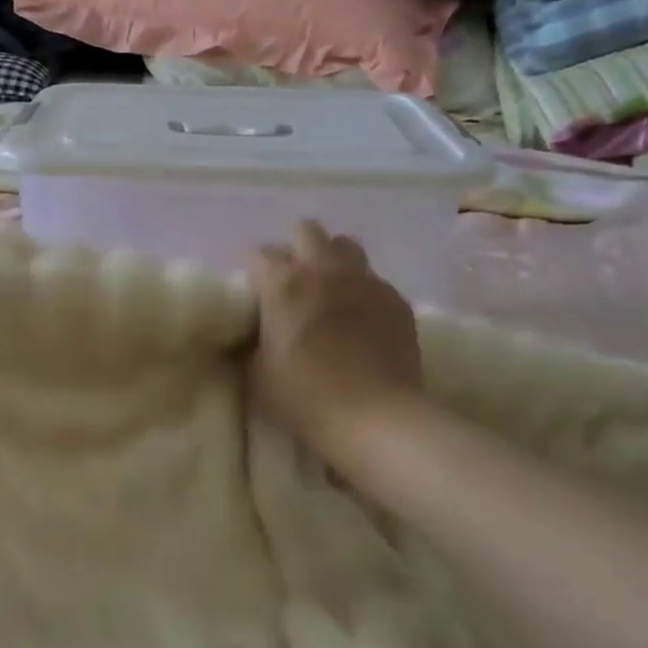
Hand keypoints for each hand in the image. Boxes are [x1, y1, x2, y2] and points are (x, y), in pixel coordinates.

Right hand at [250, 222, 422, 453]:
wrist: (375, 417)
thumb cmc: (304, 397)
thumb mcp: (257, 373)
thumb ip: (252, 340)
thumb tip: (251, 331)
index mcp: (283, 284)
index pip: (258, 254)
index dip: (252, 270)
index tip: (252, 290)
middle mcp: (323, 270)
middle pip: (306, 231)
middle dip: (293, 248)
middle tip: (290, 280)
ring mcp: (365, 281)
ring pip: (345, 245)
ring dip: (330, 259)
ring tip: (327, 289)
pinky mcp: (395, 299)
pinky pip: (372, 278)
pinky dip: (360, 289)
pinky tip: (358, 318)